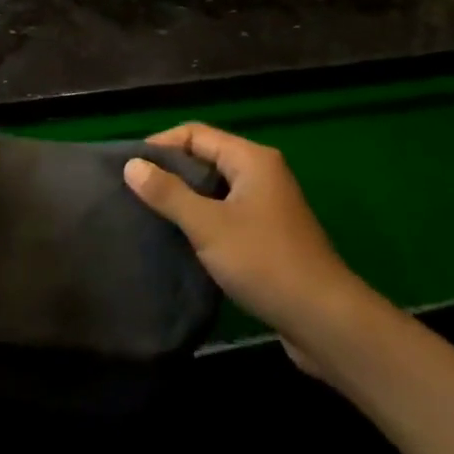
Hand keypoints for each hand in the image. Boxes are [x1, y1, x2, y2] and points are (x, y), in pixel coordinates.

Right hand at [123, 123, 356, 379]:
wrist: (325, 320)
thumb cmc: (264, 262)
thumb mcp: (208, 225)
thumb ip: (168, 193)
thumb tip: (131, 165)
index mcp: (251, 159)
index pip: (195, 133)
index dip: (160, 145)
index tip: (129, 168)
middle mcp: (261, 173)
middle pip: (205, 157)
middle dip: (170, 171)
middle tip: (134, 191)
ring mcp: (267, 204)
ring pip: (214, 187)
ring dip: (184, 197)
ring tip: (149, 213)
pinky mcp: (268, 234)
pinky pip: (225, 212)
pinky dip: (202, 218)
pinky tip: (180, 238)